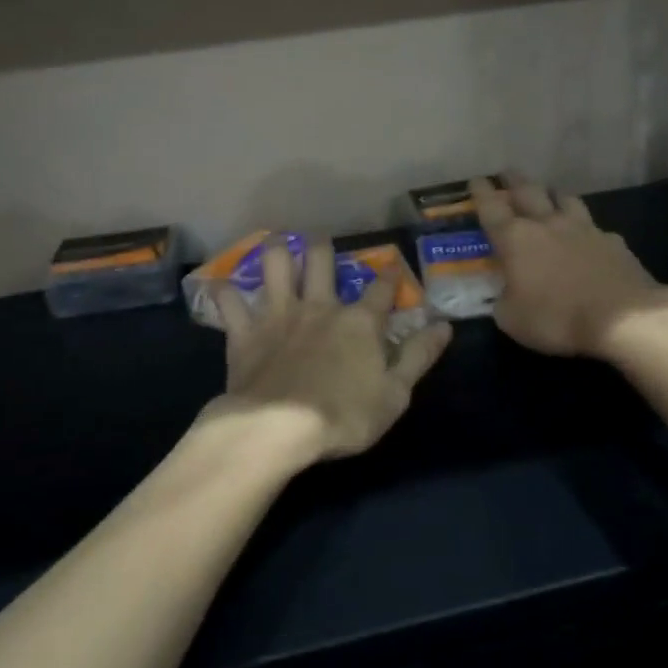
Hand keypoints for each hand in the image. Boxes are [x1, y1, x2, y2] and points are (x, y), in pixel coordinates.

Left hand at [206, 235, 453, 461]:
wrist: (279, 428)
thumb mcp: (395, 393)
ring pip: (276, 267)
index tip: (393, 265)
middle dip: (322, 247)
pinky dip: (225, 293)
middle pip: (322, 262)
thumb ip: (419, 356)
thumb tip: (445, 325)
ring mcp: (279, 315)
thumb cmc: (344, 415)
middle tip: (320, 239)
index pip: (382, 290)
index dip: (390, 275)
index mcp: (359, 322)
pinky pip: (230, 303)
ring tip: (277, 243)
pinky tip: (222, 285)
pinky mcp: (245, 333)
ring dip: (276, 251)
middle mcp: (319, 307)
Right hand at [471, 173, 667, 358]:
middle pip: (528, 191)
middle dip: (514, 181)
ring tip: (549, 194)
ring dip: (553, 194)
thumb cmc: (556, 318)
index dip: (482, 192)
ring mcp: (584, 229)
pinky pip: (594, 227)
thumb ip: (503, 302)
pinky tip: (587, 236)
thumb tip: (504, 296)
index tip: (476, 179)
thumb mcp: (512, 320)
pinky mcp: (612, 241)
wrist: (623, 317)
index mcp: (516, 239)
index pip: (492, 208)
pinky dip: (585, 228)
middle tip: (507, 173)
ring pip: (565, 199)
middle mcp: (547, 224)